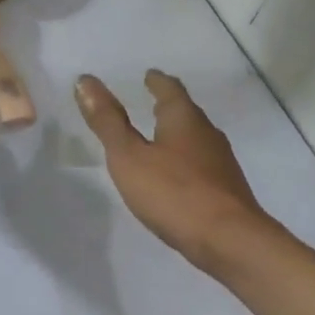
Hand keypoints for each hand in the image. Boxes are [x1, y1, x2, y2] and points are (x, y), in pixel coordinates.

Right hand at [75, 70, 276, 270]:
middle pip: (186, 112)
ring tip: (160, 138)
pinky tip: (178, 176)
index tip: (149, 75)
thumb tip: (85, 80)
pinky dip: (186, 161)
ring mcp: (221, 162)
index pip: (170, 89)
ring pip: (196, 139)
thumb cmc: (173, 193)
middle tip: (152, 102)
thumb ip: (107, 122)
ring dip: (178, 134)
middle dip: (169, 106)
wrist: (228, 239)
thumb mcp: (129, 157)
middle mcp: (207, 133)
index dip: (157, 81)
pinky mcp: (226, 188)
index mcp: (184, 119)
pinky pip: (202, 164)